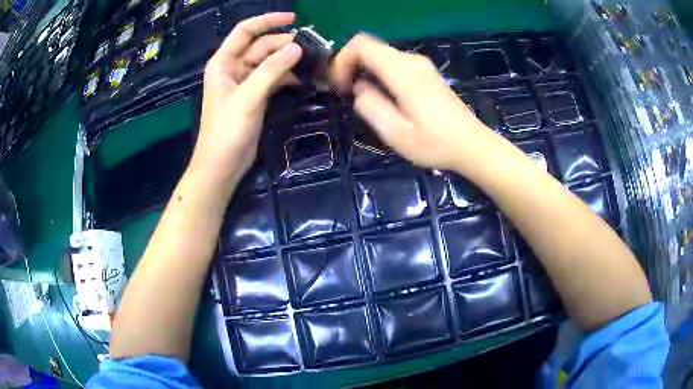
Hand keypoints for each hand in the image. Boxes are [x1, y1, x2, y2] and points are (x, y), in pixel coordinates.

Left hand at [192, 13, 301, 182]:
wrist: (222, 166)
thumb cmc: (227, 131)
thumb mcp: (248, 97)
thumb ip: (271, 70)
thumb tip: (297, 47)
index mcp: (224, 62)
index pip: (246, 31)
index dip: (268, 21)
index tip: (294, 19)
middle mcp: (233, 68)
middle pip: (261, 46)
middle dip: (284, 44)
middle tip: (312, 48)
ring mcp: (244, 83)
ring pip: (269, 62)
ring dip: (288, 61)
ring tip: (312, 62)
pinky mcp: (254, 97)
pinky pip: (273, 78)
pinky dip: (287, 77)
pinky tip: (303, 79)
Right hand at [330, 34, 490, 169]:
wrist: (471, 145)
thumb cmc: (435, 143)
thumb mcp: (395, 133)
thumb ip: (371, 106)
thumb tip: (360, 88)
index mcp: (403, 71)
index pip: (362, 44)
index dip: (342, 59)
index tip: (339, 85)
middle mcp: (411, 60)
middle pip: (371, 47)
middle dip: (351, 65)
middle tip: (346, 93)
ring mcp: (421, 65)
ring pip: (382, 56)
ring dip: (366, 71)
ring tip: (364, 99)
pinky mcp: (426, 74)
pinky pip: (394, 64)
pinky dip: (380, 74)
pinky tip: (384, 98)